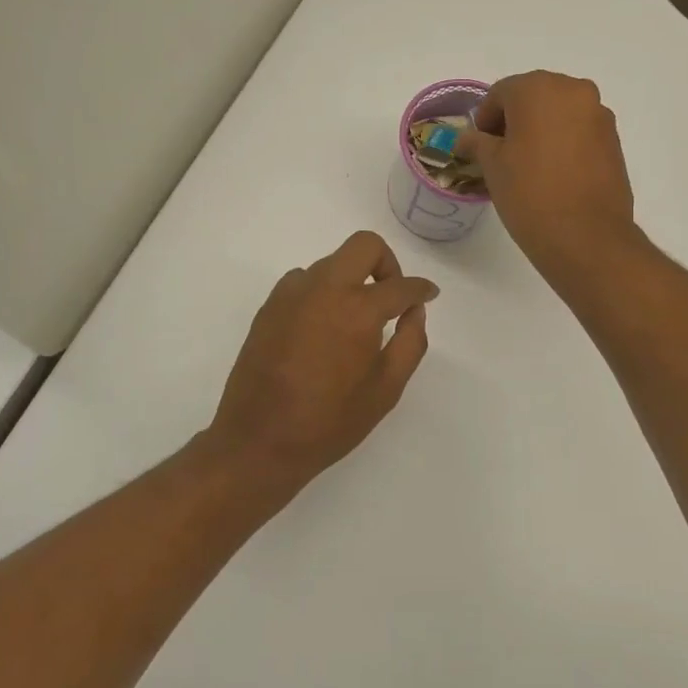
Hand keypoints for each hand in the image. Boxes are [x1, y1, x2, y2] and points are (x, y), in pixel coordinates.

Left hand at [206, 231, 436, 492]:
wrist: (259, 441)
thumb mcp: (385, 390)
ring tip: (354, 320)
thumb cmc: (330, 422)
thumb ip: (410, 343)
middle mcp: (323, 289)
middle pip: (363, 246)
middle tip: (391, 297)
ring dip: (351, 279)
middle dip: (386, 263)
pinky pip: (304, 281)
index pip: (401, 286)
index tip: (428, 295)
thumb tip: (414, 311)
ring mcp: (291, 294)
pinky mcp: (269, 307)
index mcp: (358, 310)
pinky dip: (323, 292)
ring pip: (332, 262)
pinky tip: (323, 328)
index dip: (422, 289)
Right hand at [455, 71, 639, 278]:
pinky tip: (553, 173)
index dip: (484, 118)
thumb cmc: (530, 193)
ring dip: (541, 130)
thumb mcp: (492, 166)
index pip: (501, 93)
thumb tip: (466, 138)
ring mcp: (599, 114)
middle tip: (500, 154)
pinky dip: (563, 142)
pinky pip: (580, 131)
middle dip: (514, 120)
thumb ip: (477, 143)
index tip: (478, 146)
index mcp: (538, 88)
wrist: (586, 236)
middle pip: (533, 96)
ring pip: (559, 113)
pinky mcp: (614, 140)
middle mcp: (574, 90)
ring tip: (528, 165)